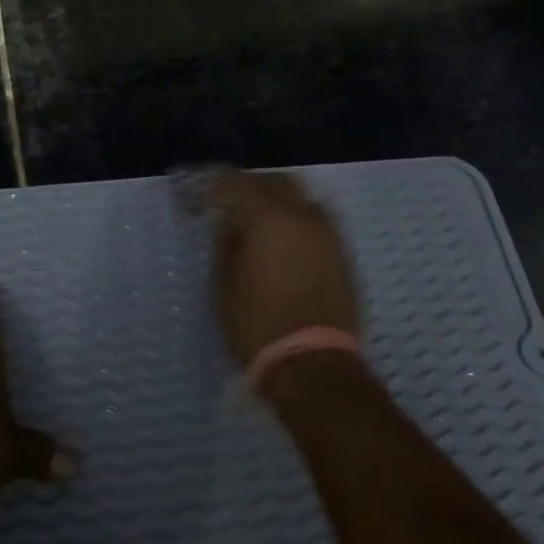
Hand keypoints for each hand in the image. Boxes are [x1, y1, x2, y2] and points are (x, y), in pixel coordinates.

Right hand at [205, 169, 357, 364]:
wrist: (313, 363)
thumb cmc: (257, 324)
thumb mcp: (224, 285)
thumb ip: (226, 243)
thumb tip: (229, 222)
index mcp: (266, 217)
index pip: (235, 183)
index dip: (215, 184)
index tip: (202, 193)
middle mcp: (300, 214)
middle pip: (273, 181)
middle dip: (249, 186)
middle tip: (229, 200)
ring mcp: (326, 231)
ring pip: (300, 195)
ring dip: (277, 198)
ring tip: (260, 217)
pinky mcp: (341, 251)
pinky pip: (316, 218)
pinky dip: (297, 217)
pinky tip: (285, 236)